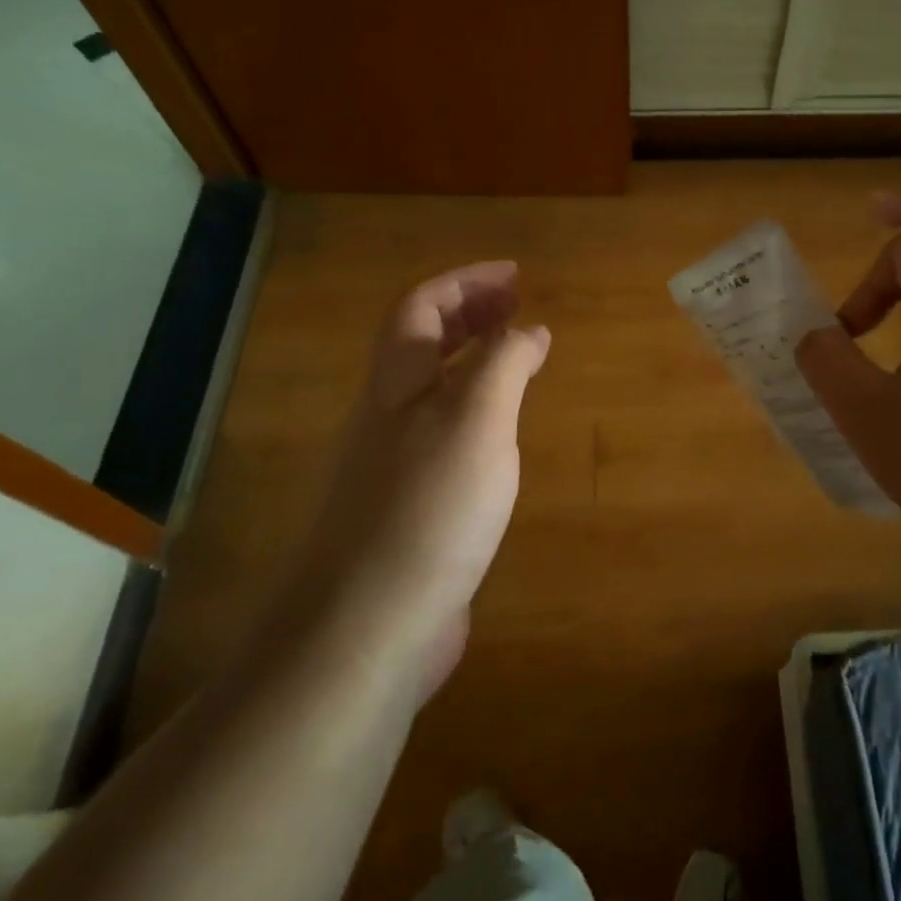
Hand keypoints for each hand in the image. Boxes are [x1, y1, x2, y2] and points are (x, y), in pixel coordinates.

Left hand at [307, 262, 548, 652]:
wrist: (372, 625)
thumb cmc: (430, 508)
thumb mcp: (478, 420)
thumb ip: (504, 364)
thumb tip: (529, 329)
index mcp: (397, 383)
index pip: (422, 306)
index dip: (466, 281)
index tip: (517, 276)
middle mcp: (387, 415)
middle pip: (422, 343)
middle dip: (470, 313)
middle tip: (521, 305)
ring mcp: (394, 463)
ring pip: (433, 389)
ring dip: (474, 360)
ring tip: (520, 359)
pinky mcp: (410, 506)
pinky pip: (445, 434)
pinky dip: (478, 413)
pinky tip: (503, 436)